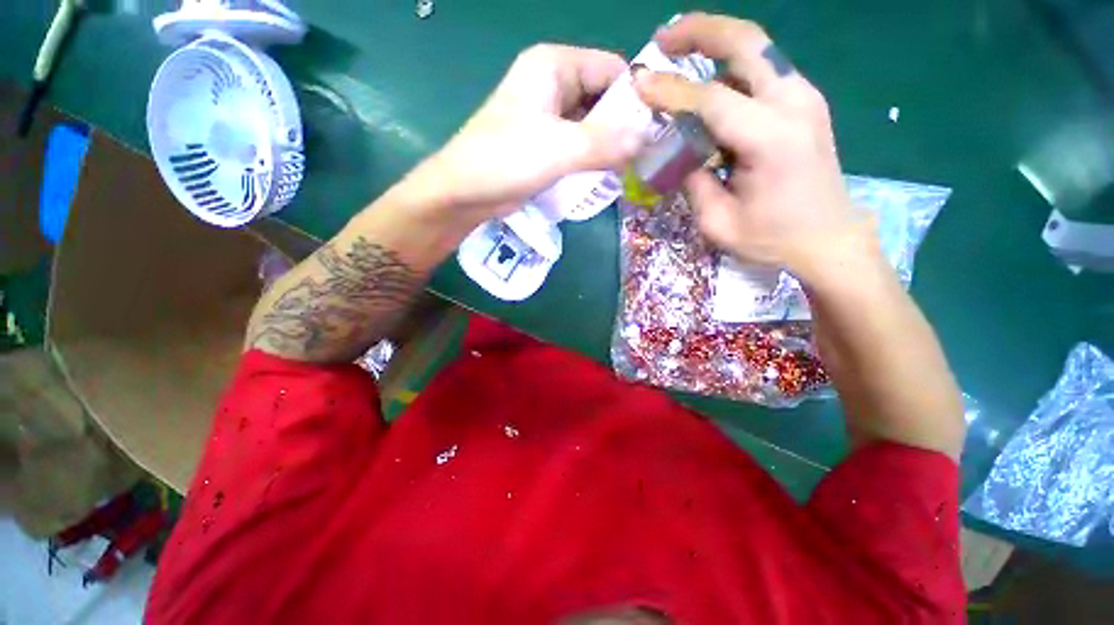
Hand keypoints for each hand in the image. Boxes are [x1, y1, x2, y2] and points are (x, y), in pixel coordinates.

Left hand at [402, 44, 643, 226]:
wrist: (465, 192)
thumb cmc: (506, 160)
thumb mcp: (560, 148)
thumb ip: (606, 142)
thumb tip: (651, 139)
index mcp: (554, 66)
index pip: (612, 70)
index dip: (635, 98)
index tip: (655, 132)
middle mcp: (553, 84)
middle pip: (603, 98)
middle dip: (623, 127)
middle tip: (644, 158)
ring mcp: (549, 116)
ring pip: (593, 125)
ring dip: (610, 146)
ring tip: (629, 170)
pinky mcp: (546, 143)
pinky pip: (580, 144)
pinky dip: (594, 158)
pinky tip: (606, 176)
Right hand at [634, 14, 872, 282]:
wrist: (828, 240)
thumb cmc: (772, 239)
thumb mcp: (718, 222)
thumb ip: (693, 182)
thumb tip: (676, 151)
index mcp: (771, 139)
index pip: (711, 100)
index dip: (670, 90)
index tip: (638, 82)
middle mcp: (794, 104)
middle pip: (747, 43)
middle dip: (701, 31)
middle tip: (664, 38)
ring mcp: (805, 99)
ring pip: (757, 50)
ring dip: (716, 45)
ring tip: (680, 52)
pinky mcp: (806, 104)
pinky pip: (764, 71)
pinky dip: (732, 69)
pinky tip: (710, 85)